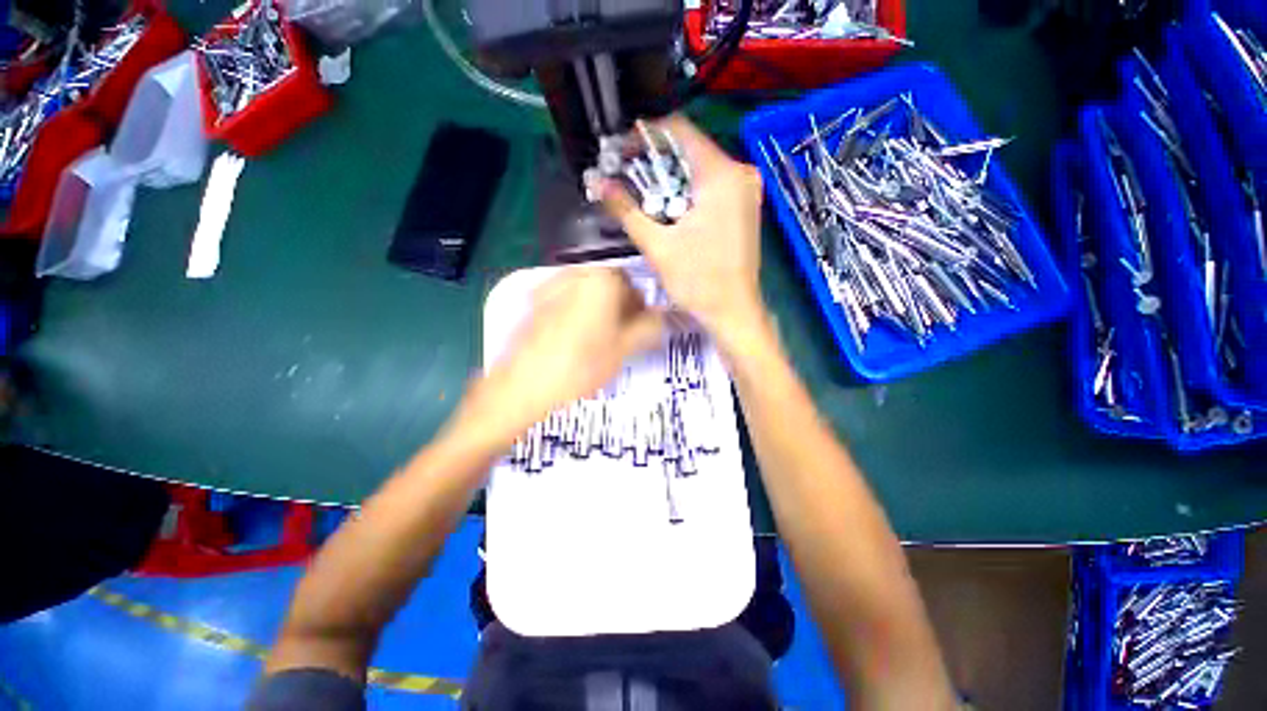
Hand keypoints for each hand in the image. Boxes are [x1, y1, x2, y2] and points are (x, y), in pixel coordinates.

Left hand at [457, 268, 664, 446]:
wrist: (522, 387)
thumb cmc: (579, 367)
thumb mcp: (623, 349)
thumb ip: (649, 328)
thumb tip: (664, 317)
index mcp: (601, 281)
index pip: (633, 282)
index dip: (642, 305)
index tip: (643, 326)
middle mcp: (576, 274)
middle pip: (610, 283)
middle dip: (621, 305)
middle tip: (624, 333)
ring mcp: (552, 285)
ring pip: (588, 291)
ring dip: (601, 308)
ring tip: (601, 338)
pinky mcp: (536, 301)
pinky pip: (568, 299)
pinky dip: (579, 311)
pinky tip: (577, 338)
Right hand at [601, 115, 768, 349]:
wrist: (733, 312)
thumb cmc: (698, 282)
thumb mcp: (657, 246)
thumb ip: (626, 210)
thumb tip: (599, 183)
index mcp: (721, 175)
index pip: (679, 130)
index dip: (644, 135)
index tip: (621, 152)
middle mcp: (739, 174)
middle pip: (689, 150)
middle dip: (654, 162)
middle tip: (626, 178)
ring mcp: (746, 191)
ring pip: (698, 169)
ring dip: (668, 180)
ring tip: (643, 197)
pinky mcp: (744, 207)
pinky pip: (710, 187)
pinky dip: (686, 193)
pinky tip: (669, 210)